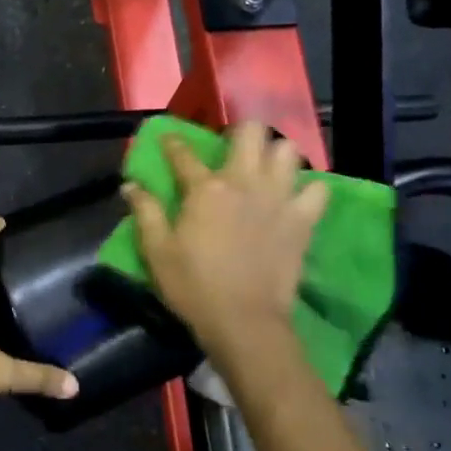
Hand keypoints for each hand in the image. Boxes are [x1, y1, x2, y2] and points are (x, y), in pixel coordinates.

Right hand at [122, 123, 328, 352]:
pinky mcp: (304, 219)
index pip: (184, 153)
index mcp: (205, 188)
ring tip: (267, 167)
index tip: (169, 139)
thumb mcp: (157, 251)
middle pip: (251, 131)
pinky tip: (297, 196)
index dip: (173, 142)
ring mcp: (279, 198)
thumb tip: (130, 185)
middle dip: (241, 130)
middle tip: (232, 147)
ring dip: (276, 153)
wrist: (245, 320)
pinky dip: (309, 188)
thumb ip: (145, 212)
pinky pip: (319, 189)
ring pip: (288, 151)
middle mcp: (245, 182)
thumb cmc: (194, 286)